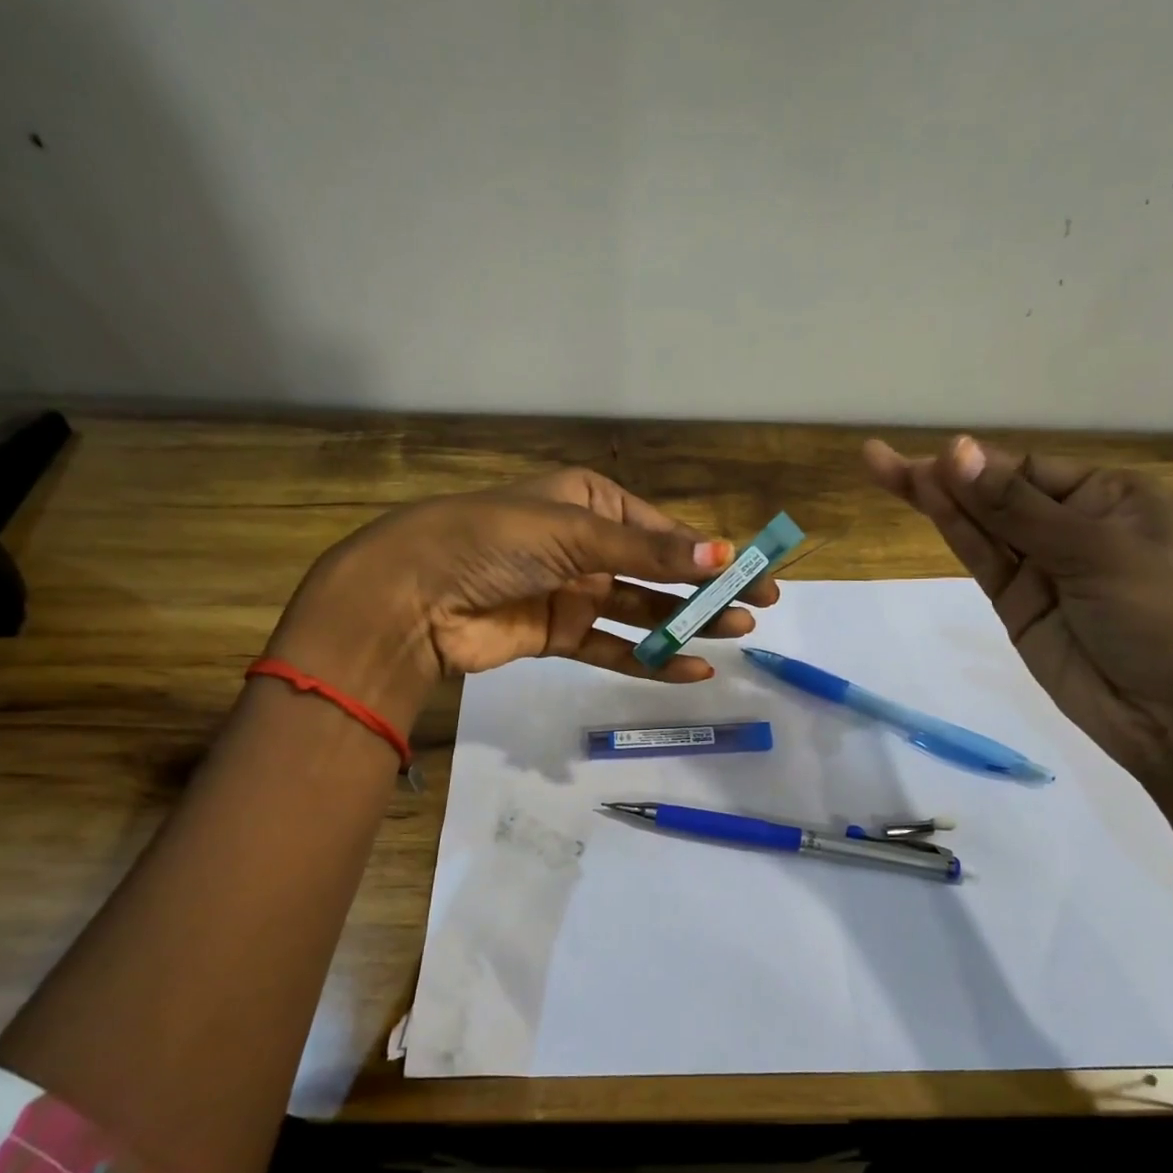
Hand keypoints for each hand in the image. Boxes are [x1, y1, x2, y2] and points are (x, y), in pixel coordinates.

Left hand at [271, 468, 778, 715]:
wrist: (415, 595)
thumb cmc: (494, 541)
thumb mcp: (577, 534)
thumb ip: (650, 553)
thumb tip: (725, 556)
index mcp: (589, 502)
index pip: (662, 529)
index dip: (709, 551)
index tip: (754, 570)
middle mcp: (585, 545)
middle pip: (658, 571)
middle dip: (707, 589)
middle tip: (757, 608)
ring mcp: (573, 592)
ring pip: (641, 611)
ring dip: (686, 623)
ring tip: (735, 634)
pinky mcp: (559, 634)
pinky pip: (614, 648)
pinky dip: (650, 659)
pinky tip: (691, 669)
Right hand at [864, 434, 1172, 779]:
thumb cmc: (1162, 615)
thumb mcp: (1095, 550)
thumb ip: (1017, 508)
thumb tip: (957, 453)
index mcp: (1110, 497)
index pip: (1029, 469)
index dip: (979, 464)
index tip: (935, 459)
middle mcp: (1073, 526)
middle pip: (996, 494)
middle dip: (943, 475)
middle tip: (877, 458)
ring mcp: (1041, 569)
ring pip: (981, 526)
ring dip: (937, 499)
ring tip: (883, 470)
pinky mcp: (1017, 607)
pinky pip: (983, 562)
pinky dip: (955, 533)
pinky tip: (926, 506)